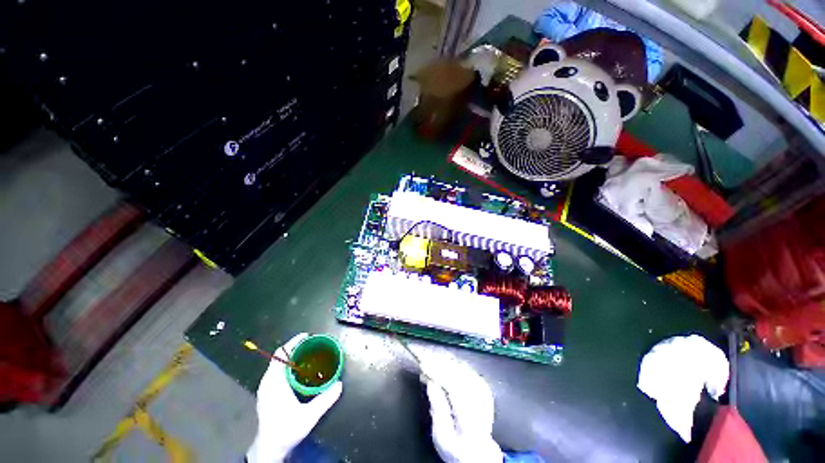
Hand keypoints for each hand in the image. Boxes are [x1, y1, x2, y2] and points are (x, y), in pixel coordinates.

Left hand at [247, 333, 342, 462]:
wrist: (269, 449)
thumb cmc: (286, 431)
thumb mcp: (308, 417)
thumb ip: (324, 400)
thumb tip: (340, 385)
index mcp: (274, 383)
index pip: (281, 355)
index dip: (293, 343)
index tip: (307, 336)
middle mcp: (268, 382)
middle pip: (280, 357)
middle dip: (295, 348)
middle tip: (312, 345)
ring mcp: (266, 388)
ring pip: (278, 364)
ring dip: (292, 357)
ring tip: (308, 354)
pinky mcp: (267, 393)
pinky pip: (277, 372)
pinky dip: (288, 365)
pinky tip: (300, 371)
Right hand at [418, 352, 502, 462]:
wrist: (479, 453)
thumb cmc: (457, 448)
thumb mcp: (441, 436)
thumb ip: (437, 408)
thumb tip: (430, 382)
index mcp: (470, 415)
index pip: (453, 385)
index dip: (437, 371)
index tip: (423, 364)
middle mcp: (479, 400)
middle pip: (457, 372)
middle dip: (438, 363)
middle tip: (422, 358)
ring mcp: (483, 392)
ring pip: (461, 367)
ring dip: (444, 361)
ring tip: (429, 358)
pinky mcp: (482, 387)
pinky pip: (465, 368)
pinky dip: (451, 363)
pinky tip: (442, 361)